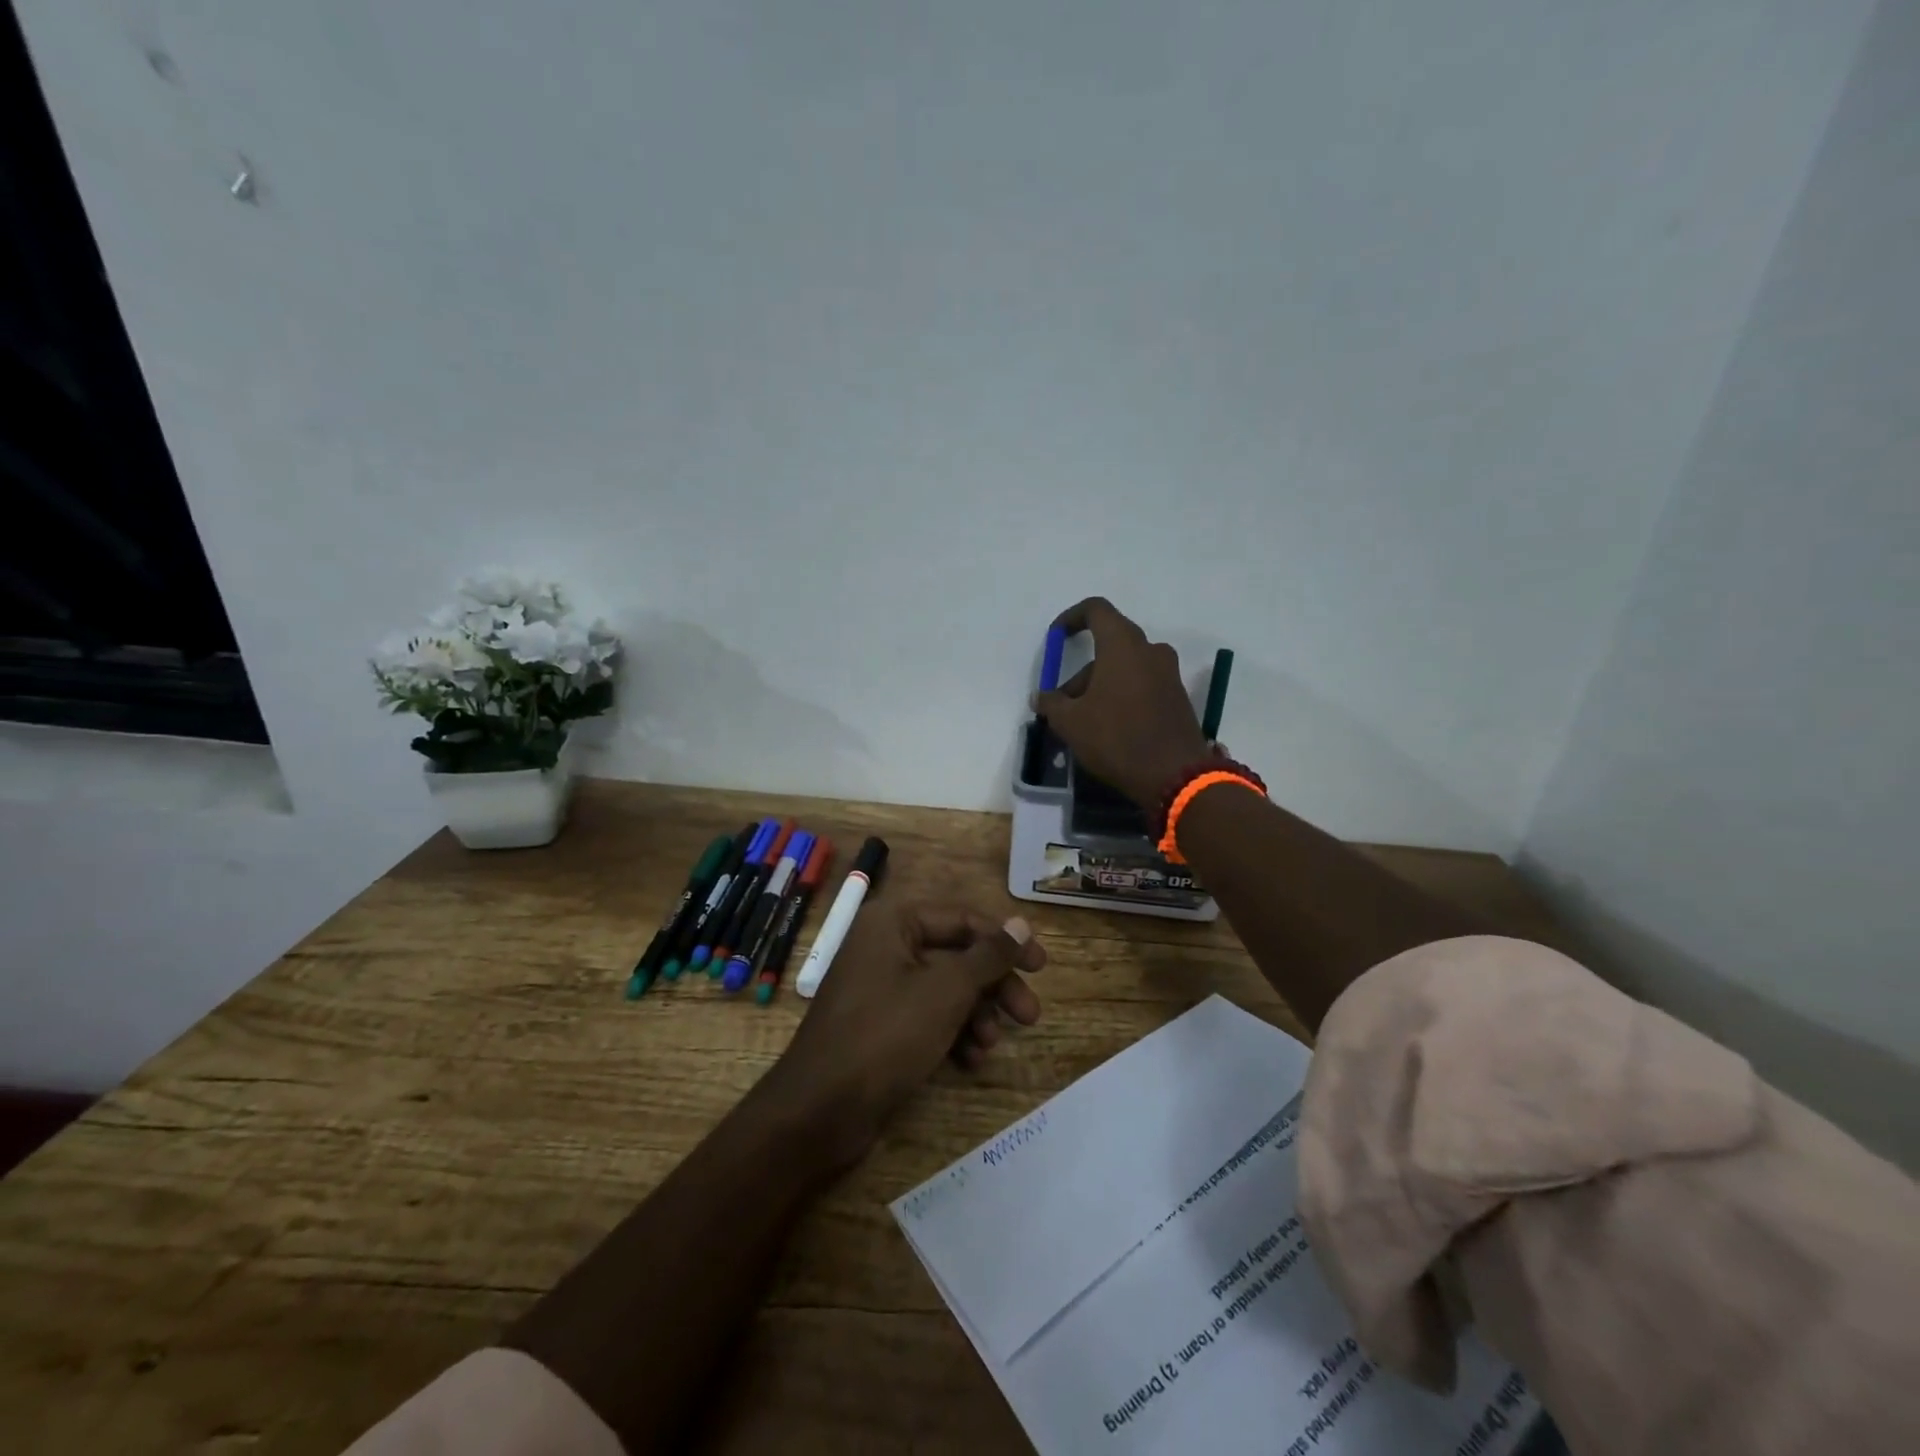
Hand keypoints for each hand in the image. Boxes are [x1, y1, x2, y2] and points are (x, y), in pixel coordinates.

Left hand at [771, 902, 1046, 1165]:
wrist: (820, 1109)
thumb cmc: (885, 1034)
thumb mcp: (946, 991)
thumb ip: (987, 956)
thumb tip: (1021, 924)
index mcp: (893, 922)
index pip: (962, 919)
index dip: (1005, 941)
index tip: (1042, 966)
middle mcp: (885, 944)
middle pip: (956, 955)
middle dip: (993, 986)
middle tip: (1029, 1016)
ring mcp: (880, 985)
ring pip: (945, 988)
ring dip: (975, 1014)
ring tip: (991, 1044)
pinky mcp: (880, 1023)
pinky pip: (926, 1014)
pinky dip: (952, 1032)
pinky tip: (970, 1060)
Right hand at [1034, 597, 1211, 807]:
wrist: (1174, 775)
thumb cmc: (1116, 738)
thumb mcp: (1070, 722)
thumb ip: (1051, 703)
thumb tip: (1040, 697)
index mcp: (1123, 645)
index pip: (1096, 610)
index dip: (1072, 618)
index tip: (1057, 637)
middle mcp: (1150, 651)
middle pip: (1110, 645)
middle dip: (1083, 671)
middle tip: (1064, 702)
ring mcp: (1169, 674)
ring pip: (1126, 668)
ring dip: (1102, 686)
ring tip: (1084, 722)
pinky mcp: (1178, 697)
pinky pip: (1143, 685)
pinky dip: (1123, 696)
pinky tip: (1110, 728)